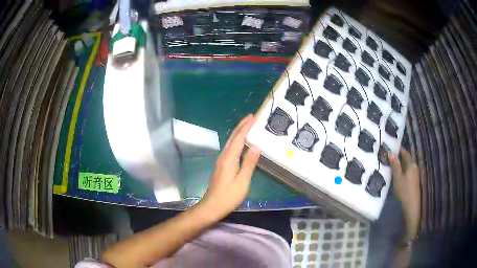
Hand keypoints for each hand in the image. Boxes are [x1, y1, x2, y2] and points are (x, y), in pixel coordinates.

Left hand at [199, 114, 259, 221]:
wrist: (212, 206)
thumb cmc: (228, 196)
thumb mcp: (242, 181)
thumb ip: (249, 163)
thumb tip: (256, 145)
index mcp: (229, 158)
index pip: (239, 138)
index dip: (246, 127)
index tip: (253, 117)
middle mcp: (224, 156)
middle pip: (233, 137)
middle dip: (241, 125)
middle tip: (251, 117)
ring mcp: (221, 161)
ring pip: (231, 142)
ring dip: (239, 132)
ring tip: (248, 126)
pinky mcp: (222, 166)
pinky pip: (230, 148)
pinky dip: (237, 141)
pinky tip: (242, 143)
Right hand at [389, 148, 419, 240]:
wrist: (411, 207)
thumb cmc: (404, 191)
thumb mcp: (397, 178)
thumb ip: (395, 165)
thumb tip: (391, 152)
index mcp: (411, 164)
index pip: (405, 153)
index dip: (398, 149)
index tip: (391, 147)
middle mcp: (414, 167)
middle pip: (406, 160)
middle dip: (398, 158)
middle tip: (388, 157)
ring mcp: (415, 175)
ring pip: (406, 167)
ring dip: (400, 165)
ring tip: (390, 166)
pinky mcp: (414, 183)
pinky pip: (407, 173)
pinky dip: (402, 172)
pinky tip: (396, 176)